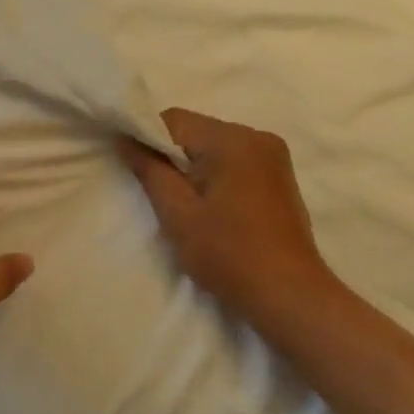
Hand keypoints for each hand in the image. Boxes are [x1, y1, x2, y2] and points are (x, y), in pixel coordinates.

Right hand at [117, 108, 334, 323]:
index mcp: (232, 140)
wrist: (288, 294)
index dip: (146, 139)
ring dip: (192, 167)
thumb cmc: (228, 253)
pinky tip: (211, 208)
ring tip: (186, 205)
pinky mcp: (279, 176)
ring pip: (213, 146)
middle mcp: (257, 136)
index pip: (173, 120)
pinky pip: (234, 161)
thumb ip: (149, 169)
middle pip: (195, 131)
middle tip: (160, 195)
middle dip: (170, 156)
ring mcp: (273, 156)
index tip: (134, 170)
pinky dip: (214, 175)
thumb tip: (125, 138)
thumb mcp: (177, 213)